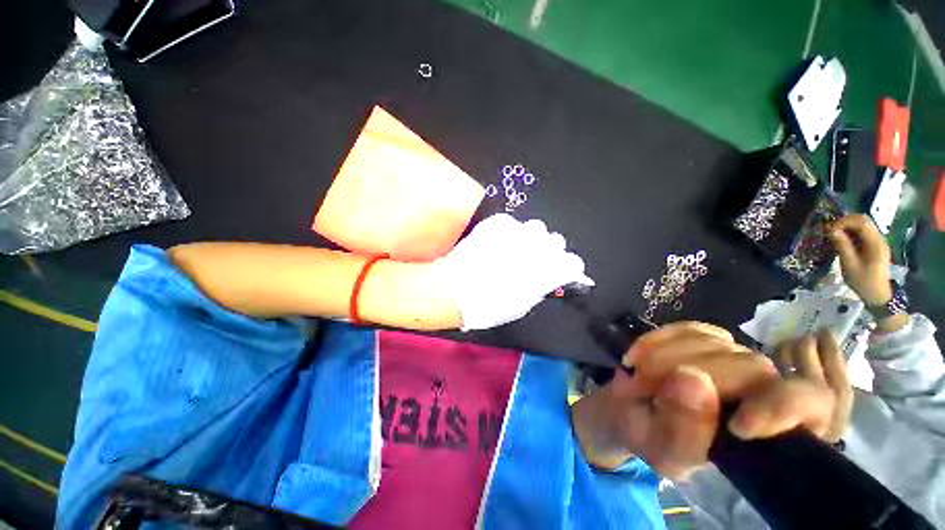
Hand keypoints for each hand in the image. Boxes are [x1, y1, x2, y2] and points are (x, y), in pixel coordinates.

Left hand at [434, 214, 592, 330]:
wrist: (457, 290)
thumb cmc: (491, 306)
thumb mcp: (524, 304)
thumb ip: (542, 286)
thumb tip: (549, 278)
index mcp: (550, 270)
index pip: (574, 262)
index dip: (566, 268)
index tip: (558, 271)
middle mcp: (539, 247)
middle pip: (556, 240)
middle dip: (548, 249)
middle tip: (534, 259)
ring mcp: (518, 231)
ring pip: (536, 227)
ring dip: (530, 238)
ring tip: (514, 248)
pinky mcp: (499, 223)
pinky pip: (511, 224)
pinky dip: (507, 232)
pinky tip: (496, 243)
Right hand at [571, 323, 835, 479]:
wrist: (633, 410)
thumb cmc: (654, 440)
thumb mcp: (664, 451)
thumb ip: (683, 429)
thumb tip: (691, 379)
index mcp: (771, 433)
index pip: (815, 406)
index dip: (784, 409)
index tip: (739, 427)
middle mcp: (764, 389)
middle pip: (753, 368)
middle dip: (689, 372)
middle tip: (643, 383)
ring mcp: (736, 357)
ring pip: (715, 344)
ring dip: (663, 355)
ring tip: (635, 374)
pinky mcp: (708, 337)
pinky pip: (688, 328)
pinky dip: (657, 339)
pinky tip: (636, 355)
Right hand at [828, 214, 892, 305]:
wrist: (878, 294)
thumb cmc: (863, 281)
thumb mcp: (850, 265)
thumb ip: (842, 246)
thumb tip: (831, 230)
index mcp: (875, 242)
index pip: (861, 221)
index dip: (843, 221)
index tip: (829, 230)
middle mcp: (878, 238)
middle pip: (862, 220)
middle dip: (844, 222)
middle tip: (829, 231)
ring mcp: (877, 241)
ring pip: (862, 225)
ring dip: (846, 227)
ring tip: (833, 236)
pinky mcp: (873, 245)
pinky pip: (862, 233)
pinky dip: (850, 233)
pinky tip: (842, 241)